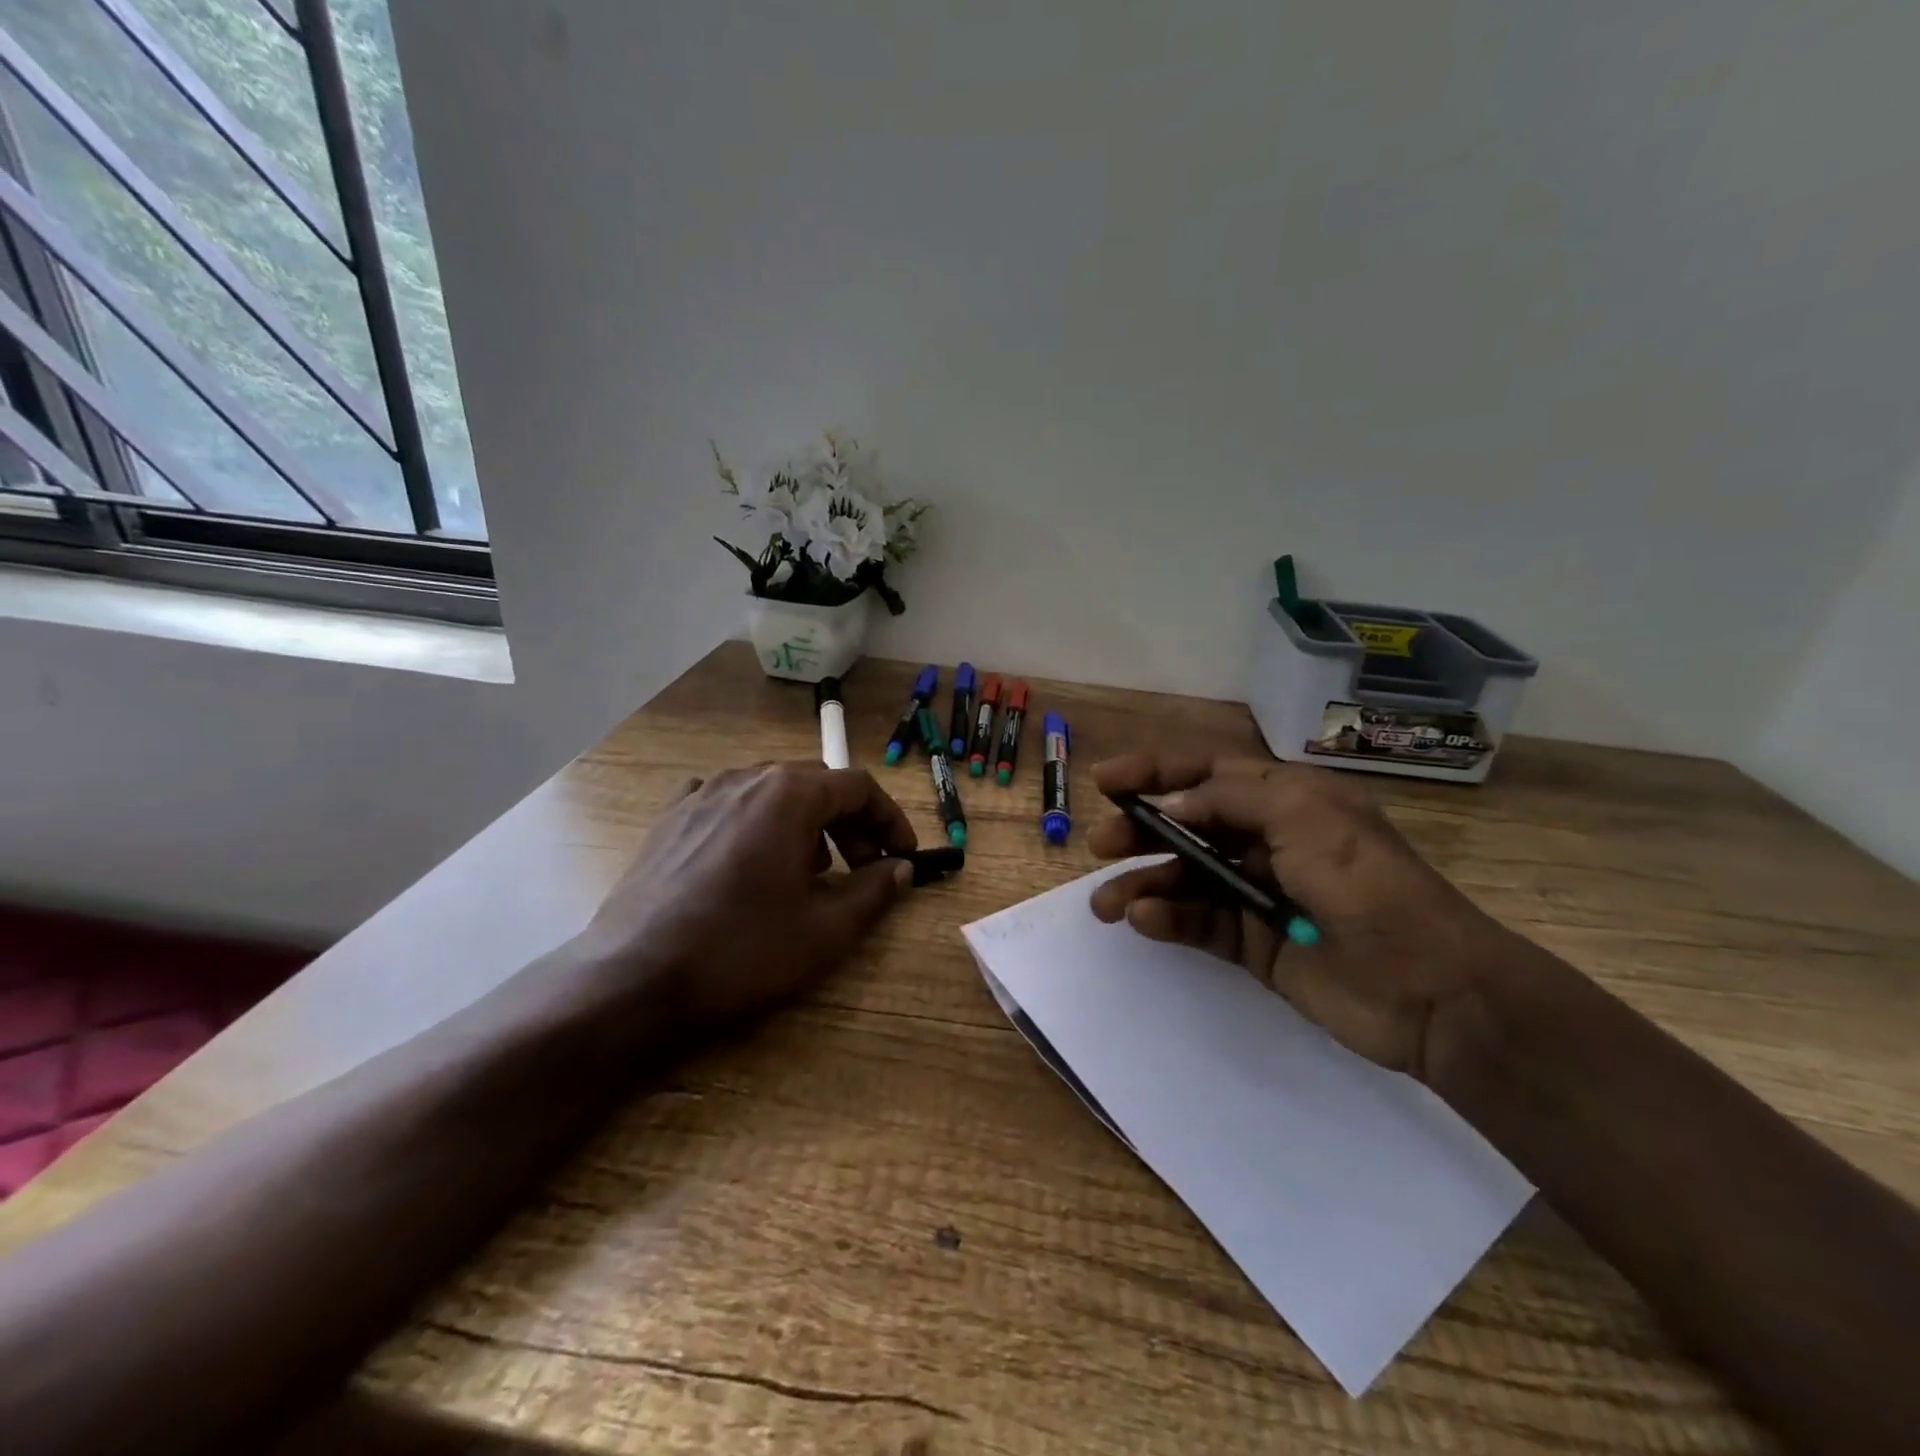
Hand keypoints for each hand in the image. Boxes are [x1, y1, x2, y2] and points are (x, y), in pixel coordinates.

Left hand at [579, 762, 917, 1028]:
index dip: (889, 820)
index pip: (858, 787)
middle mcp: (746, 778)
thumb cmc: (740, 949)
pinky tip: (748, 856)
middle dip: (850, 823)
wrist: (633, 977)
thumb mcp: (825, 929)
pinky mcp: (670, 818)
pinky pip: (726, 802)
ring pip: (771, 791)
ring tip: (806, 871)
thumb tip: (901, 869)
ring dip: (804, 822)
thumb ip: (874, 891)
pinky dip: (754, 821)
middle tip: (862, 868)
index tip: (902, 856)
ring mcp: (701, 794)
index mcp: (788, 794)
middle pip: (816, 784)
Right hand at [1087, 752, 1519, 1080]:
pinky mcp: (1253, 944)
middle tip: (1101, 844)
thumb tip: (1169, 805)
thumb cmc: (1366, 884)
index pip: (1207, 772)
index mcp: (1286, 799)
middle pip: (1188, 825)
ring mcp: (1259, 894)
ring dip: (1143, 882)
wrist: (1431, 989)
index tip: (1104, 780)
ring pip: (1185, 878)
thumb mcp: (1303, 816)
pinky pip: (1198, 924)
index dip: (1154, 771)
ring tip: (1105, 902)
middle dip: (1141, 830)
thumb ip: (1228, 800)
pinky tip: (1144, 920)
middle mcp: (1268, 840)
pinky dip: (1167, 919)